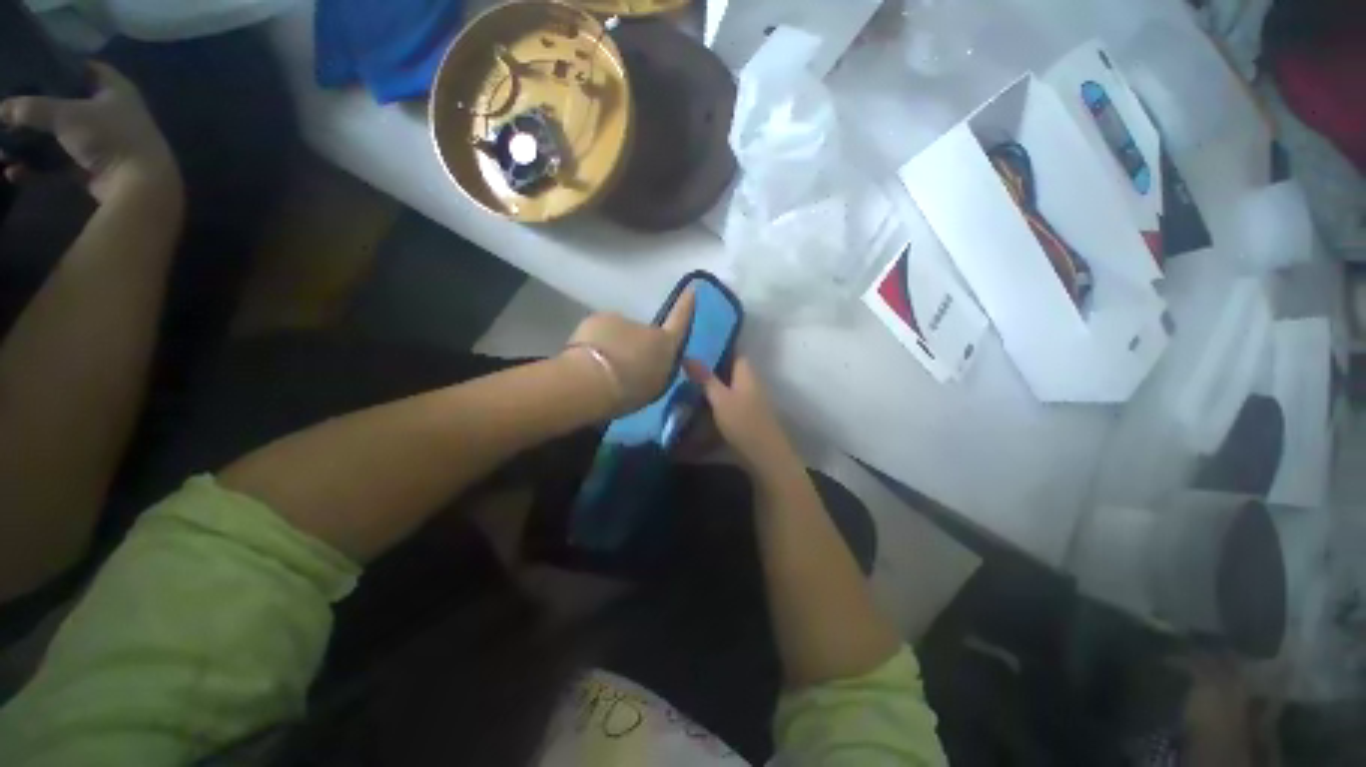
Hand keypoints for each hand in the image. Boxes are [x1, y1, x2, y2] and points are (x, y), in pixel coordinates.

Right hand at [0, 63, 178, 203]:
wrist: (140, 185)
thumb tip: (2, 109)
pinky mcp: (97, 169)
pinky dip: (38, 168)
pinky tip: (15, 173)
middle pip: (69, 105)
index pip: (88, 69)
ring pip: (61, 138)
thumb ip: (33, 109)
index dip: (63, 67)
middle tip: (9, 116)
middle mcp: (113, 113)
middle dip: (38, 112)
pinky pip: (61, 165)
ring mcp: (106, 142)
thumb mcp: (66, 115)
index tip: (36, 70)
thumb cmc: (108, 138)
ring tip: (4, 149)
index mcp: (116, 90)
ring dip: (32, 144)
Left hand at [566, 288, 694, 414]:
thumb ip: (658, 368)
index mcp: (665, 343)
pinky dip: (595, 343)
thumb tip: (654, 360)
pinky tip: (587, 360)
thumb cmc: (629, 390)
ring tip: (602, 368)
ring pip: (619, 333)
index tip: (691, 290)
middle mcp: (645, 326)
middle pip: (643, 333)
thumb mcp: (654, 385)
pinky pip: (599, 332)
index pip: (680, 320)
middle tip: (623, 367)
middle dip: (635, 345)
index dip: (686, 305)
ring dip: (614, 345)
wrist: (593, 380)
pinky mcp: (596, 319)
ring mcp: (620, 319)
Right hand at [684, 356, 797, 473]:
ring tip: (688, 379)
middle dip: (711, 364)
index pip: (734, 350)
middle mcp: (750, 382)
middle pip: (730, 368)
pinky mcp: (746, 413)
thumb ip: (705, 378)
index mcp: (747, 373)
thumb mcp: (720, 399)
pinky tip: (700, 400)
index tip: (697, 341)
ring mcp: (749, 398)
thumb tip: (688, 356)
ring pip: (728, 384)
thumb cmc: (743, 423)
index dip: (718, 345)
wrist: (764, 456)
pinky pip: (728, 398)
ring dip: (712, 382)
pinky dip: (716, 397)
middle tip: (686, 361)